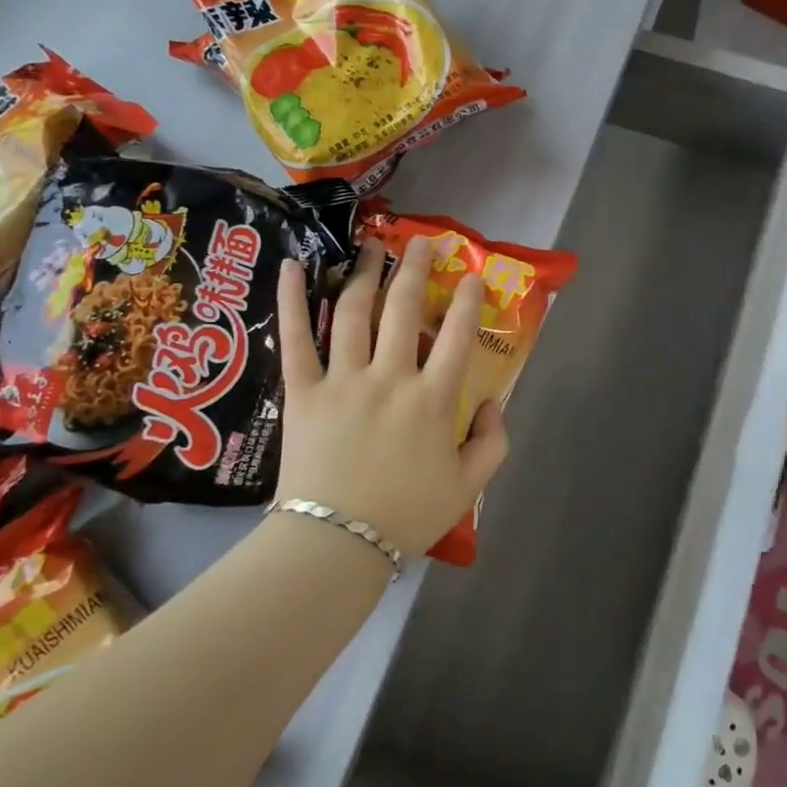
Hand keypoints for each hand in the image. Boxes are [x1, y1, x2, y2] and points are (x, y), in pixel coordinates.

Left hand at [275, 237, 508, 557]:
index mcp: (433, 399)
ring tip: (372, 245)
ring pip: (355, 311)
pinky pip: (296, 339)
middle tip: (421, 243)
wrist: (336, 543)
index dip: (469, 300)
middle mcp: (391, 377)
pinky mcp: (304, 391)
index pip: (458, 336)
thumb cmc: (405, 515)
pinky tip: (294, 266)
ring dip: (365, 272)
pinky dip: (293, 300)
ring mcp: (344, 380)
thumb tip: (493, 403)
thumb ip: (493, 442)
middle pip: (404, 308)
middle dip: (416, 269)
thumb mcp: (468, 486)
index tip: (473, 276)